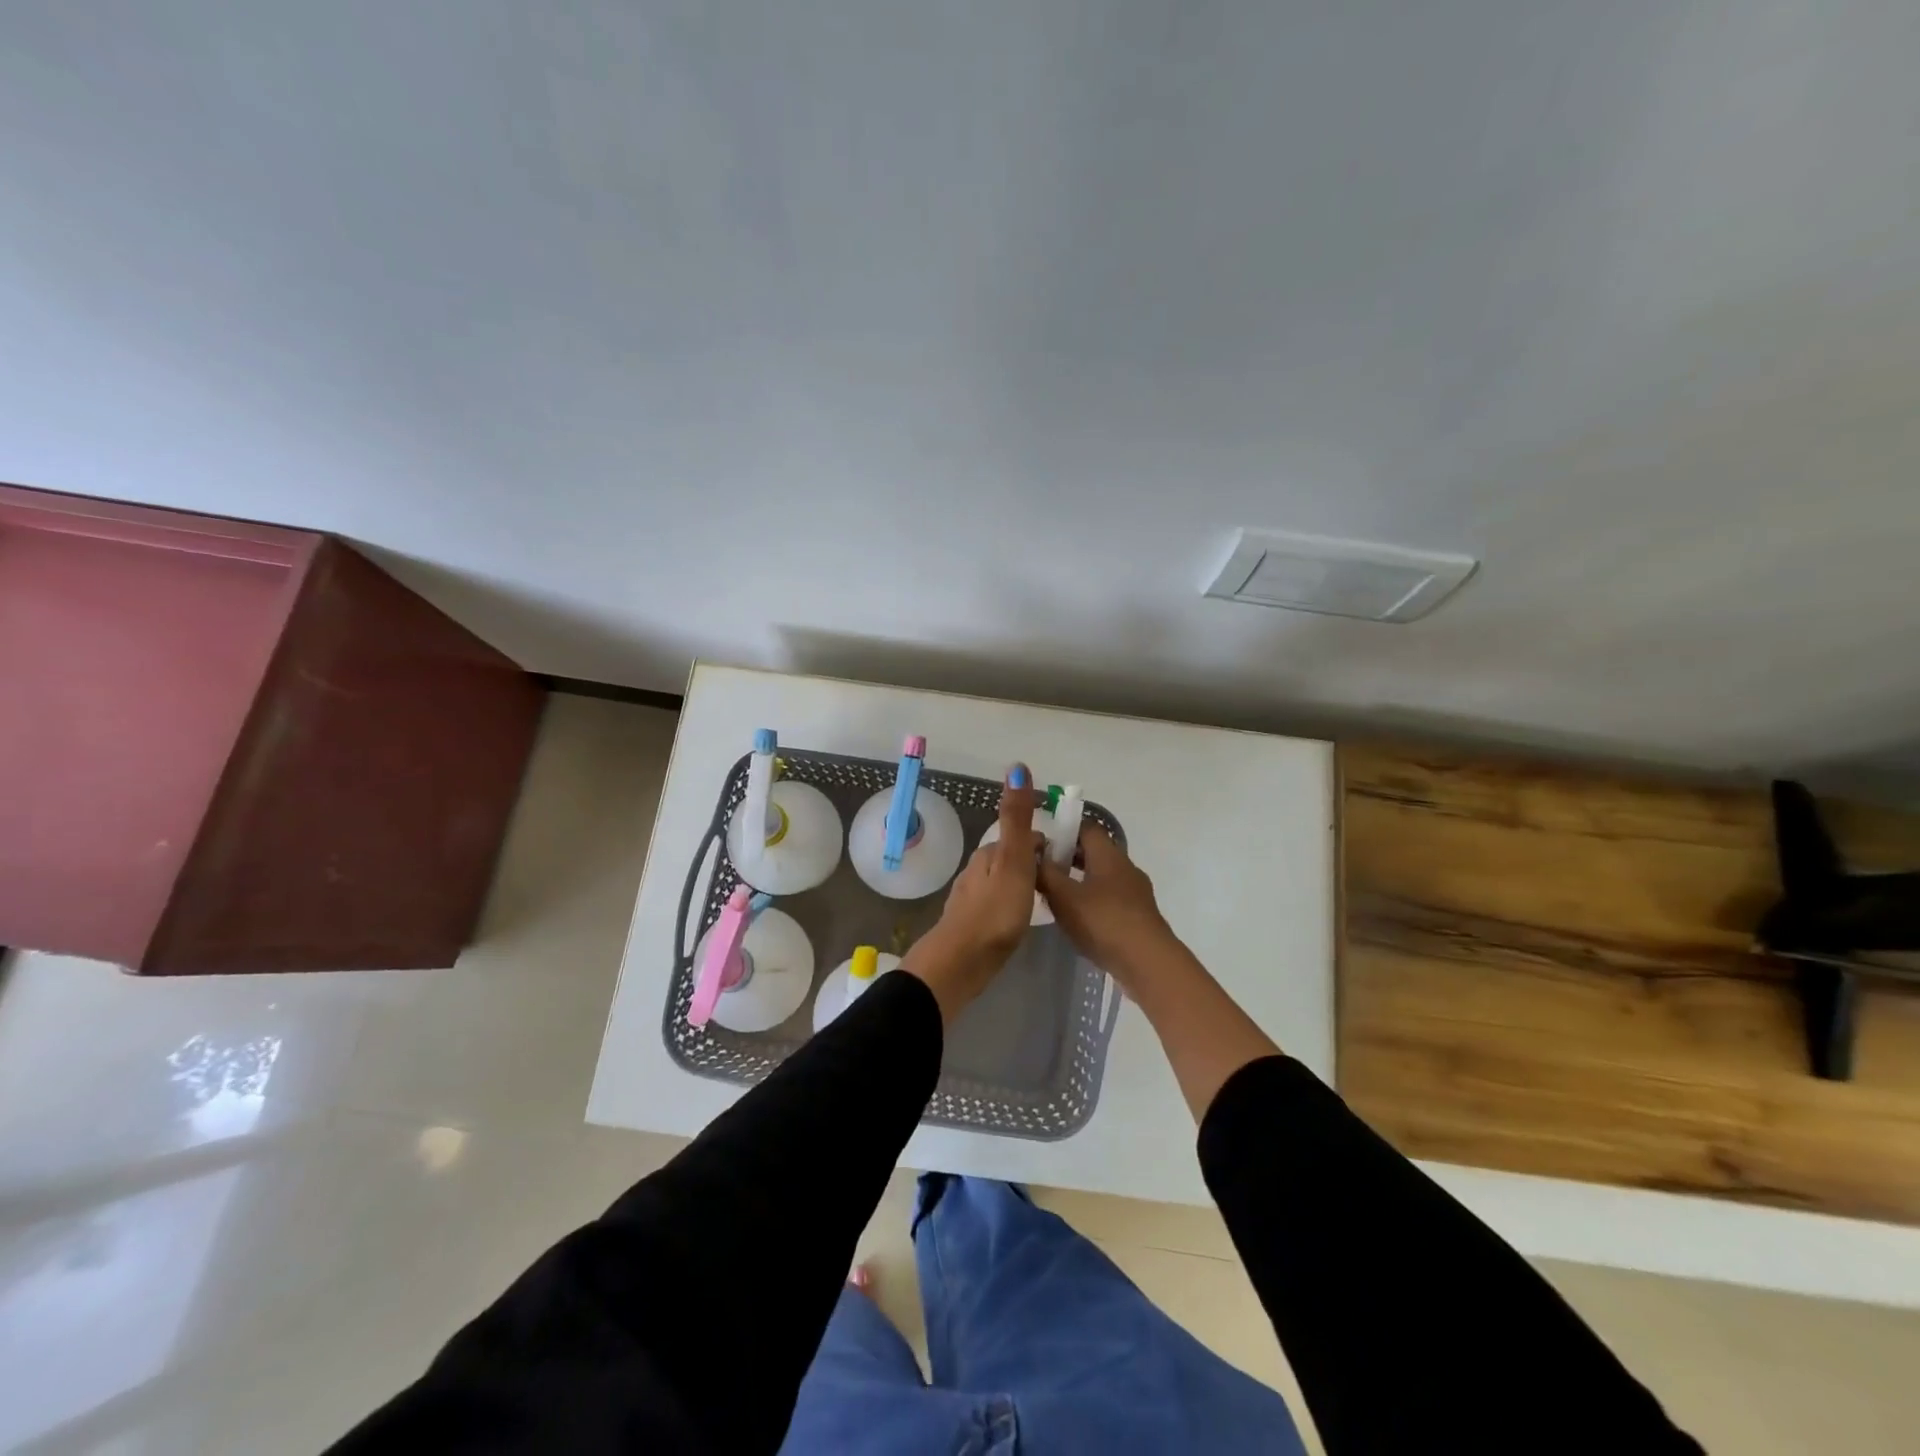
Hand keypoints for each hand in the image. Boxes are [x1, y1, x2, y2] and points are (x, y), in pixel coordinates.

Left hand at [903, 767, 1043, 1022]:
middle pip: (1011, 858)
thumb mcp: (1013, 860)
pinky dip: (1011, 906)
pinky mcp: (971, 925)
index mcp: (989, 854)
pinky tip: (1019, 922)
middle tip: (1060, 883)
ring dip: (1022, 885)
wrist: (961, 962)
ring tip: (1044, 902)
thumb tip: (1017, 766)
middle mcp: (977, 870)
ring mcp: (971, 898)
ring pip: (1003, 882)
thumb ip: (1017, 817)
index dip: (1044, 845)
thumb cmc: (994, 911)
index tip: (1067, 861)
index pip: (1022, 838)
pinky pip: (997, 906)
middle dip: (1033, 864)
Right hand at [1038, 824, 1180, 987]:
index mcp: (1108, 854)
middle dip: (1067, 856)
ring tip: (1053, 895)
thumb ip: (1045, 873)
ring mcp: (1135, 892)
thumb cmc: (1103, 921)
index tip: (1040, 841)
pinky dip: (1091, 901)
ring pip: (1101, 876)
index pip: (1086, 827)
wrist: (1148, 963)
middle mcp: (1125, 867)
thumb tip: (1032, 854)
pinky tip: (1076, 919)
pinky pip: (1110, 898)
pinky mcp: (1138, 916)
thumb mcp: (1064, 897)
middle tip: (1040, 868)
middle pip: (1094, 851)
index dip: (1063, 829)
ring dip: (1078, 880)